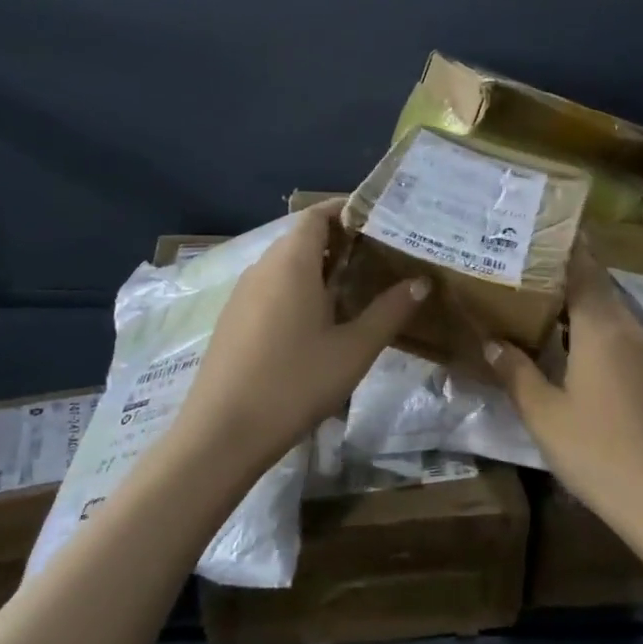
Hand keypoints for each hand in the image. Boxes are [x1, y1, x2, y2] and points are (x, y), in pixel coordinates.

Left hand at [169, 204, 430, 478]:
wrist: (222, 433)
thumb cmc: (295, 383)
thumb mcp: (354, 349)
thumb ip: (389, 311)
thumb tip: (420, 282)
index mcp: (291, 263)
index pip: (317, 214)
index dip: (347, 210)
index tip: (380, 220)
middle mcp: (263, 268)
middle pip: (303, 238)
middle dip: (341, 241)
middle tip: (381, 257)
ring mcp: (243, 295)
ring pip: (286, 265)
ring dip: (320, 268)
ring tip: (358, 288)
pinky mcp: (234, 320)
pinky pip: (272, 288)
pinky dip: (299, 289)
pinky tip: (320, 322)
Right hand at [484, 242, 642, 527]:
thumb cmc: (600, 454)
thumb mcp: (545, 416)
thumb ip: (517, 373)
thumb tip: (491, 341)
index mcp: (602, 328)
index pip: (583, 268)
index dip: (563, 246)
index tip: (538, 228)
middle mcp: (632, 330)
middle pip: (599, 288)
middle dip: (566, 275)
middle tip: (526, 270)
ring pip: (614, 316)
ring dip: (583, 307)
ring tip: (544, 307)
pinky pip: (626, 340)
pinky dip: (599, 334)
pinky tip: (578, 355)